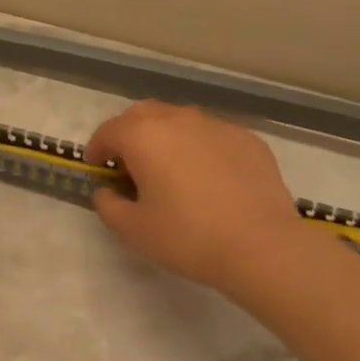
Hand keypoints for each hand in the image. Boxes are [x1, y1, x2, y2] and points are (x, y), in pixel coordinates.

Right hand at [84, 102, 303, 294]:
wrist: (262, 245)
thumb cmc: (189, 237)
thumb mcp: (134, 230)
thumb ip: (108, 206)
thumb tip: (106, 191)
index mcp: (143, 135)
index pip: (108, 131)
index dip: (97, 149)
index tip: (97, 167)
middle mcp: (177, 118)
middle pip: (142, 115)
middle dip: (130, 134)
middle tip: (130, 165)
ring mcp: (215, 125)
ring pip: (180, 121)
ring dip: (166, 138)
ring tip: (171, 169)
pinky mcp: (246, 138)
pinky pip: (212, 136)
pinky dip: (200, 148)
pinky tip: (209, 178)